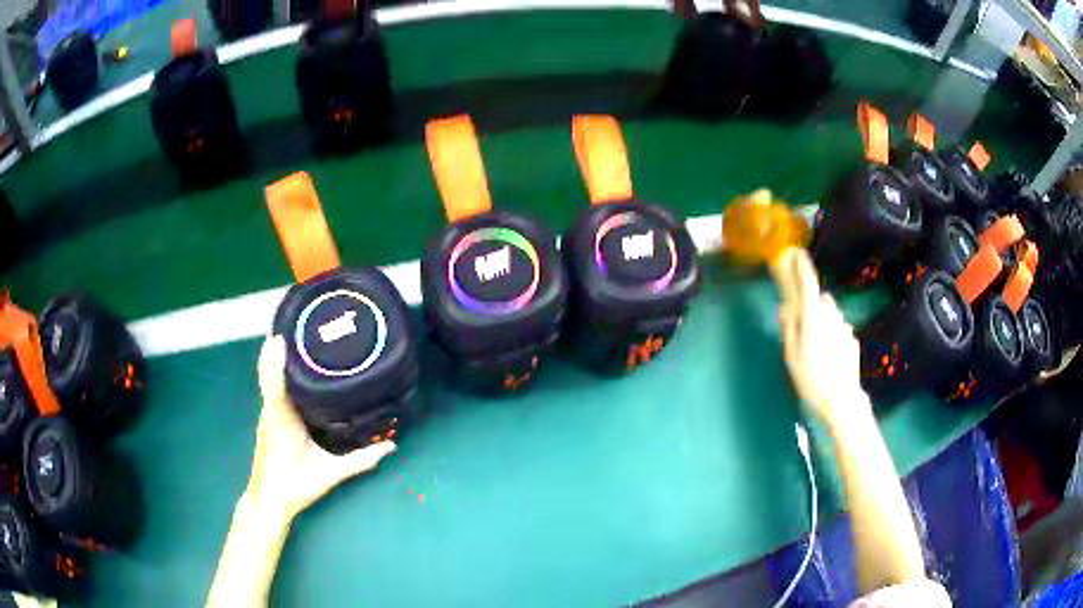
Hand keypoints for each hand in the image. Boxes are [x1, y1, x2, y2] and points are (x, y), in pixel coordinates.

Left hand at [247, 335, 395, 521]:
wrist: (269, 500)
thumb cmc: (296, 486)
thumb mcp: (331, 474)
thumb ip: (360, 460)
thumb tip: (391, 446)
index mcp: (282, 420)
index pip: (274, 384)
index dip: (275, 360)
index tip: (281, 336)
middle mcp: (271, 411)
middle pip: (267, 371)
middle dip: (277, 346)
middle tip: (297, 324)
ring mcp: (267, 413)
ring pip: (268, 378)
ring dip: (275, 356)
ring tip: (296, 337)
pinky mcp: (268, 417)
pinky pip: (271, 386)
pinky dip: (276, 369)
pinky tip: (292, 365)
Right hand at [778, 262, 866, 425]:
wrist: (842, 400)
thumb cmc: (811, 381)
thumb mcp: (792, 357)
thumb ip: (789, 328)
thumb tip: (785, 307)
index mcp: (813, 319)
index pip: (808, 285)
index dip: (802, 267)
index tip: (797, 253)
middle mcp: (831, 317)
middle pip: (821, 299)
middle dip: (812, 304)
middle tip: (803, 324)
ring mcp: (844, 327)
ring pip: (831, 313)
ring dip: (823, 319)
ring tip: (816, 344)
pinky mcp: (852, 339)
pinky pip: (839, 328)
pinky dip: (833, 334)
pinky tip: (829, 355)